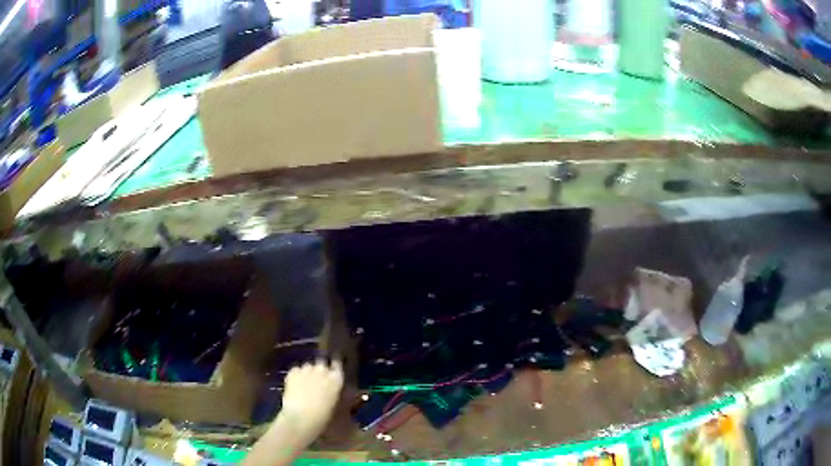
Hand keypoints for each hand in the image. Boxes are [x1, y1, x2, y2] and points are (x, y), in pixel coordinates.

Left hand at [280, 359, 343, 435]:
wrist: (300, 420)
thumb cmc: (324, 418)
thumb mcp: (338, 407)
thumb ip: (339, 393)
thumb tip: (338, 390)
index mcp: (337, 378)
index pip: (337, 363)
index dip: (334, 367)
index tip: (333, 372)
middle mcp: (322, 369)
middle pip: (322, 363)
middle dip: (320, 370)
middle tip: (318, 382)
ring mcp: (306, 369)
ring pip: (308, 366)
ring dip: (308, 373)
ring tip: (305, 385)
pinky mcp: (292, 372)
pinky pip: (296, 370)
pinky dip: (297, 376)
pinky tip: (296, 387)